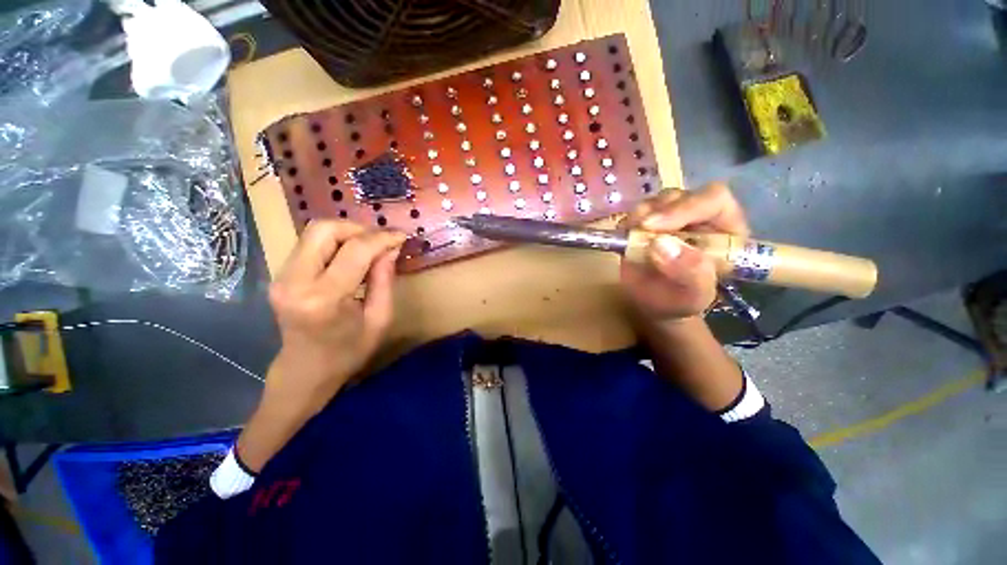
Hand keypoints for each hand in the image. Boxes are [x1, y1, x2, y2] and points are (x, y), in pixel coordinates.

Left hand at [265, 220, 405, 413]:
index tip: (401, 236)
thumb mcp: (379, 319)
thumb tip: (391, 249)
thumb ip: (384, 280)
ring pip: (314, 232)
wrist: (305, 370)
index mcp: (323, 299)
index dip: (381, 238)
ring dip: (347, 233)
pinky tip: (352, 254)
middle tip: (382, 241)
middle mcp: (294, 282)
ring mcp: (281, 276)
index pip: (355, 251)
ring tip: (370, 247)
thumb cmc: (348, 351)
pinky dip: (335, 242)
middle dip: (359, 229)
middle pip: (324, 230)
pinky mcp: (280, 275)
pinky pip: (309, 244)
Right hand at [620, 182, 749, 322]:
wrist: (654, 305)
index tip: (653, 226)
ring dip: (641, 216)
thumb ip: (689, 272)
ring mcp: (671, 218)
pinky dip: (627, 223)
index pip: (713, 200)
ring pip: (656, 201)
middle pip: (681, 196)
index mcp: (726, 230)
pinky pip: (636, 213)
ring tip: (631, 237)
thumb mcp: (694, 295)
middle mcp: (699, 217)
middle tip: (638, 229)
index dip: (685, 207)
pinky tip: (625, 237)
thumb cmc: (680, 302)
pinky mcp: (647, 223)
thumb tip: (660, 244)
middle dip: (658, 211)